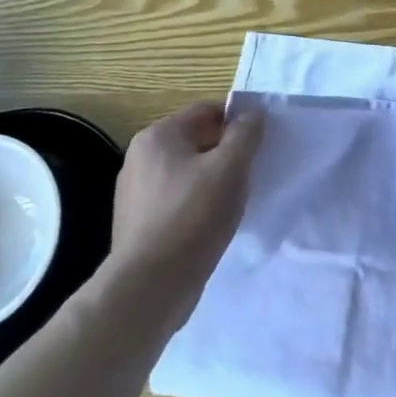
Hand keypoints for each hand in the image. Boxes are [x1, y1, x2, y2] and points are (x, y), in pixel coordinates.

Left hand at [103, 101, 263, 319]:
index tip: (260, 142)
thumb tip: (252, 113)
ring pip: (187, 172)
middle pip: (196, 140)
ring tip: (235, 201)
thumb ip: (245, 134)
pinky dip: (197, 203)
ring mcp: (135, 192)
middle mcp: (140, 157)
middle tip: (252, 172)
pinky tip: (213, 223)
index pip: (206, 111)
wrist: (150, 285)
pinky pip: (177, 199)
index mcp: (158, 136)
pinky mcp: (138, 222)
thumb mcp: (231, 168)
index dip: (237, 121)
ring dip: (213, 179)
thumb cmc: (193, 216)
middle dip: (226, 152)